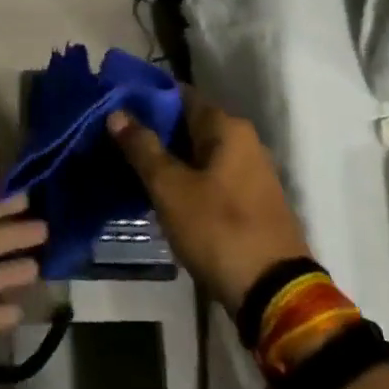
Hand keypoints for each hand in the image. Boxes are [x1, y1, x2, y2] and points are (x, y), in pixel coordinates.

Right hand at [109, 90, 309, 315]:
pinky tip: (160, 194)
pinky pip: (210, 177)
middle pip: (189, 124)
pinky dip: (186, 180)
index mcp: (228, 128)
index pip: (179, 95)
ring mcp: (251, 173)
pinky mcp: (251, 202)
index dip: (145, 99)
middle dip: (153, 132)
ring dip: (168, 159)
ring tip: (129, 168)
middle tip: (114, 141)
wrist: (274, 293)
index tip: (114, 108)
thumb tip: (117, 113)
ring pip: (198, 154)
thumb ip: (142, 147)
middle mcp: (244, 141)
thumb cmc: (218, 229)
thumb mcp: (170, 188)